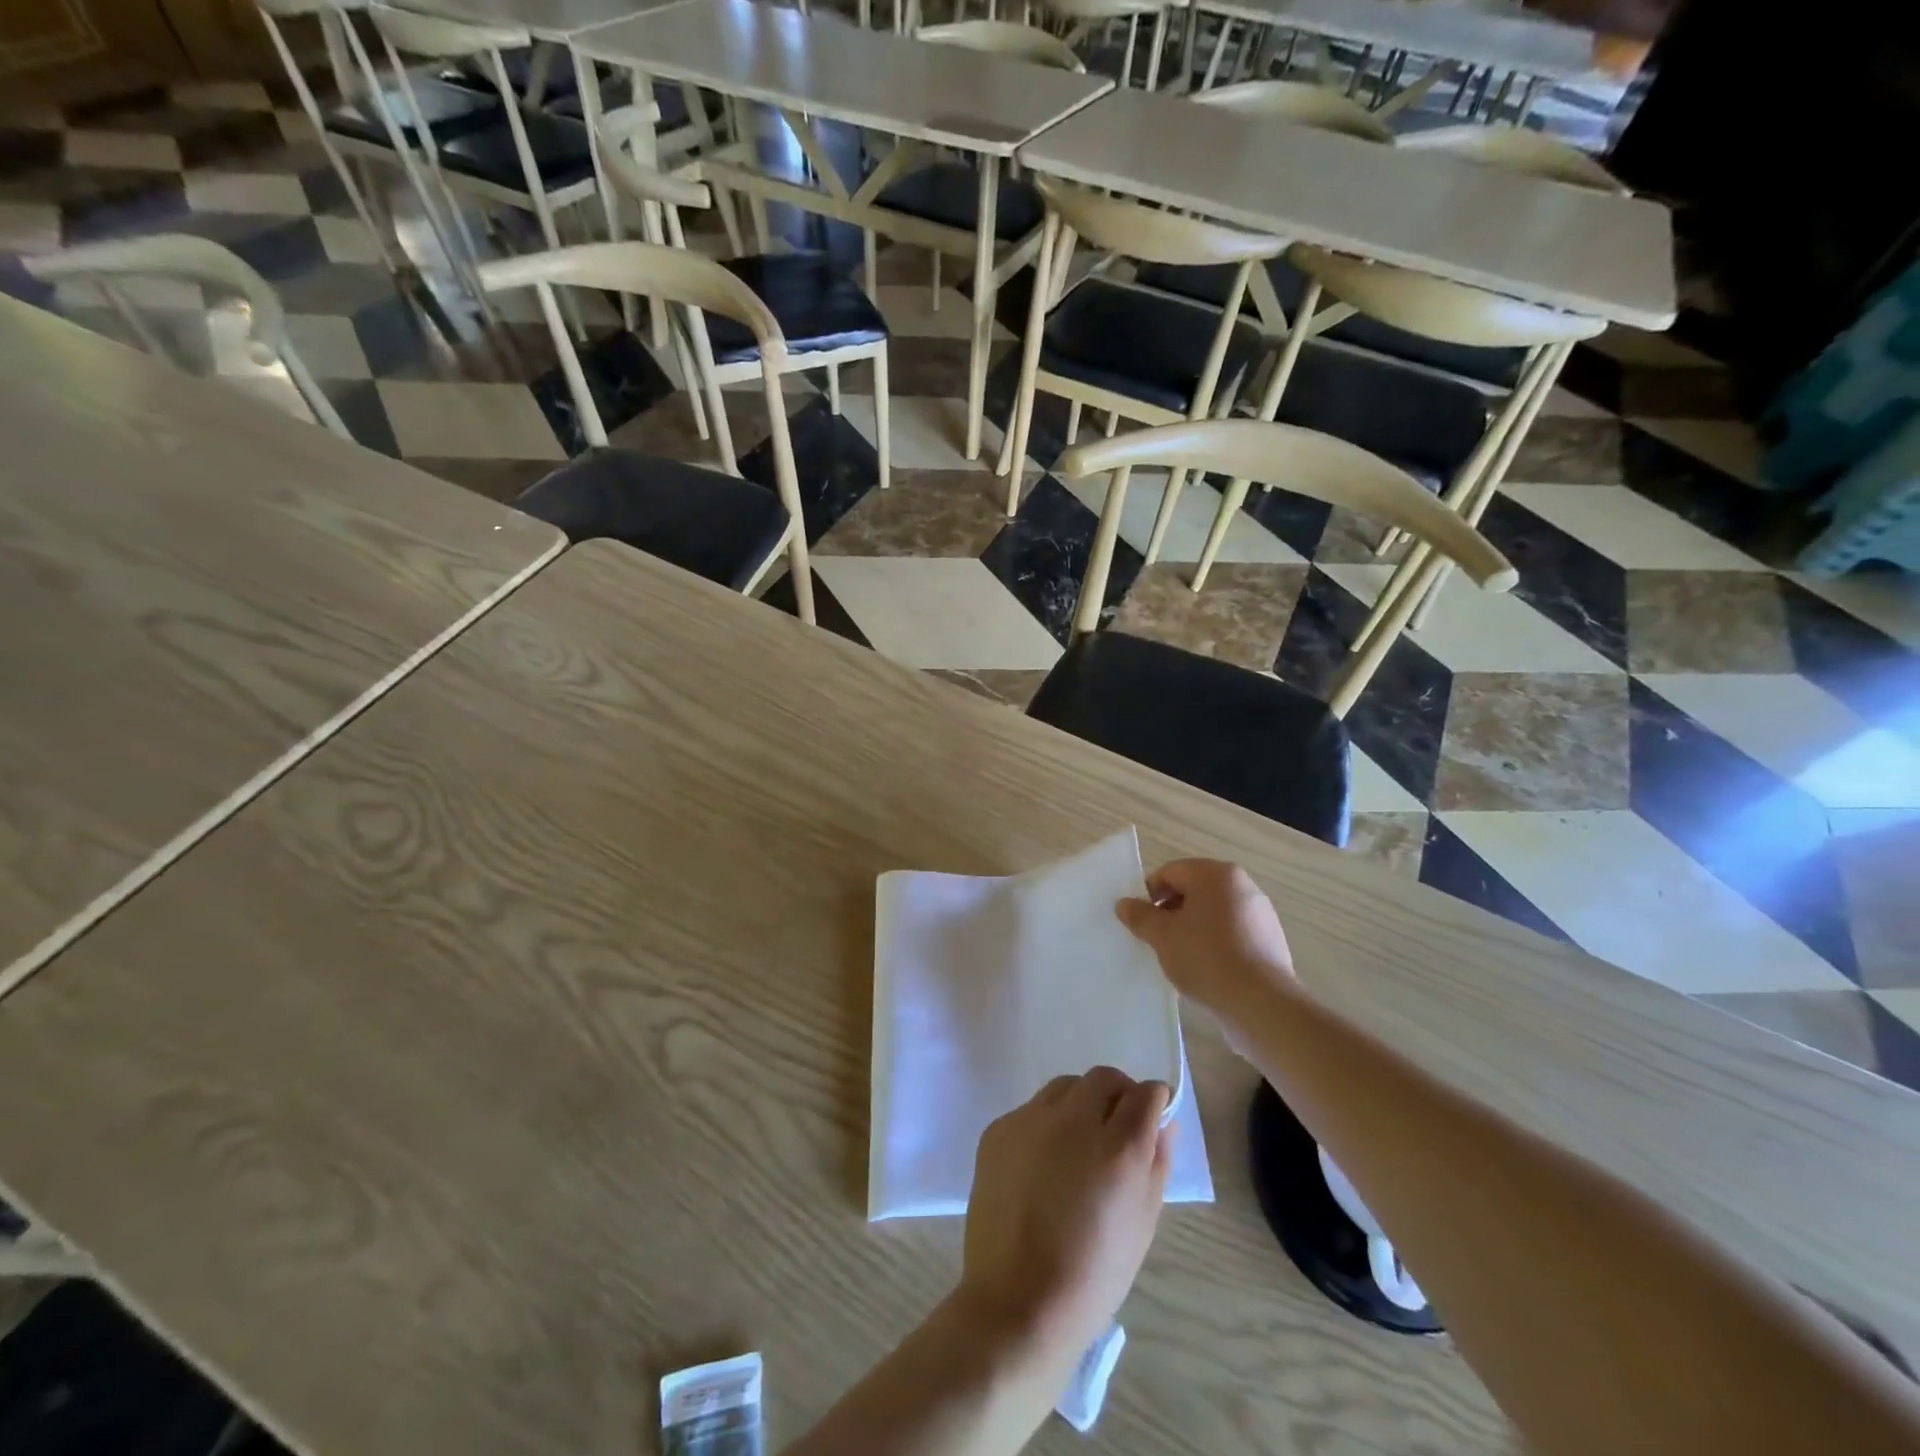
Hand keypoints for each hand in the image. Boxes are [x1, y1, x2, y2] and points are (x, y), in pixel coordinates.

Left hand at [959, 1068, 1173, 1363]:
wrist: (1017, 1301)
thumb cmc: (1093, 1275)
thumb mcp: (1143, 1225)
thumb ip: (1157, 1164)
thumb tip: (1164, 1123)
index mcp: (1118, 1147)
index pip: (1145, 1094)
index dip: (1154, 1102)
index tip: (1153, 1118)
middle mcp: (1073, 1120)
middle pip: (1104, 1078)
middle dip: (1118, 1094)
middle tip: (1117, 1130)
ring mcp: (1030, 1120)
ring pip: (1065, 1087)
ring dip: (1081, 1103)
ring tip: (1078, 1147)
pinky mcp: (998, 1129)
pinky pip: (1031, 1110)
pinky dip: (1046, 1125)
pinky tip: (1043, 1166)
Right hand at [1116, 859, 1296, 1015]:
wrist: (1261, 1003)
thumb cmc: (1206, 958)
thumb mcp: (1162, 936)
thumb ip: (1140, 916)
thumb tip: (1124, 904)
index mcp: (1216, 875)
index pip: (1171, 872)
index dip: (1149, 894)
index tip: (1140, 921)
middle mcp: (1242, 886)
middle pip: (1194, 890)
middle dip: (1171, 911)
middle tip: (1156, 939)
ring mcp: (1260, 913)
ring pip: (1213, 913)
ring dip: (1192, 928)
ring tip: (1180, 957)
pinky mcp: (1270, 940)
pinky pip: (1232, 933)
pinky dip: (1214, 943)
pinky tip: (1206, 969)